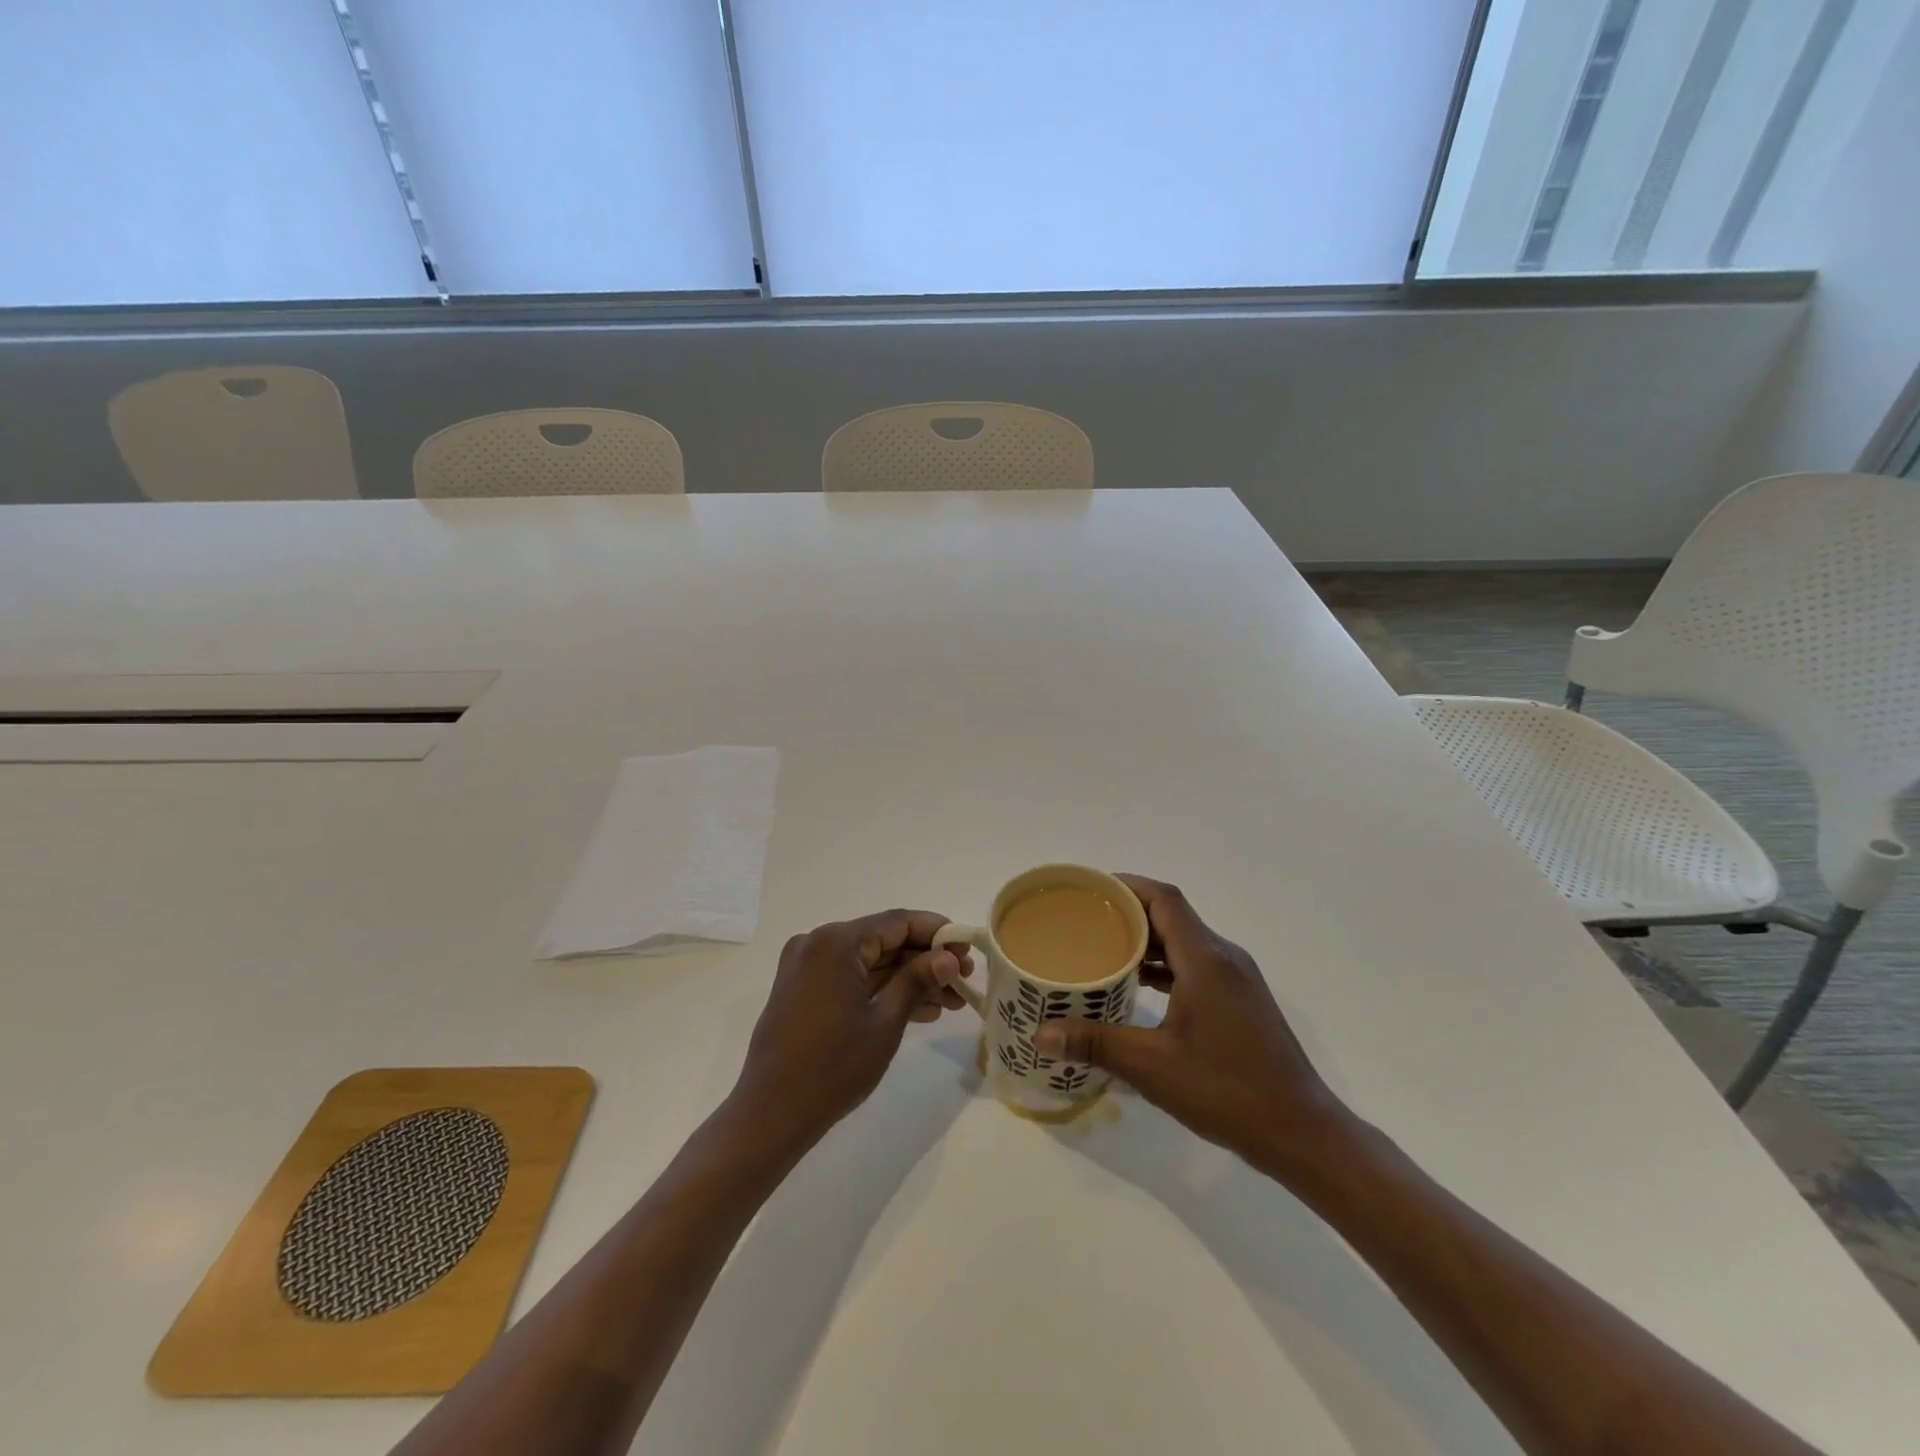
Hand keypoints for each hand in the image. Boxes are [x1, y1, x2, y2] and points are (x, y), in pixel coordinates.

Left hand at [729, 909, 964, 1147]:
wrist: (771, 1115)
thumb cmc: (833, 1066)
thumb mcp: (885, 1022)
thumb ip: (918, 980)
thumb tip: (948, 957)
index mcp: (836, 941)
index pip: (897, 922)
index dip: (937, 932)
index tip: (968, 948)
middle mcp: (818, 943)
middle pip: (884, 941)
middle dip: (925, 960)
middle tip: (964, 980)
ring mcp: (807, 967)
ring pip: (870, 962)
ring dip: (908, 979)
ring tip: (951, 1002)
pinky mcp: (804, 991)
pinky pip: (851, 979)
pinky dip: (882, 991)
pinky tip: (920, 1011)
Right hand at [1030, 875, 1350, 1175]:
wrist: (1301, 1131)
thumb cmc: (1227, 1090)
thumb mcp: (1152, 1066)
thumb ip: (1096, 1043)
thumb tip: (1041, 1035)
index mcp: (1205, 959)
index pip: (1164, 899)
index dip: (1126, 885)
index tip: (1089, 888)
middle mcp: (1224, 958)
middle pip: (1172, 916)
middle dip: (1129, 912)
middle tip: (1084, 920)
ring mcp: (1237, 979)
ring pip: (1185, 941)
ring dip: (1147, 941)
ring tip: (1102, 949)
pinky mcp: (1241, 1000)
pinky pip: (1196, 964)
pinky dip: (1165, 965)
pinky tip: (1138, 986)